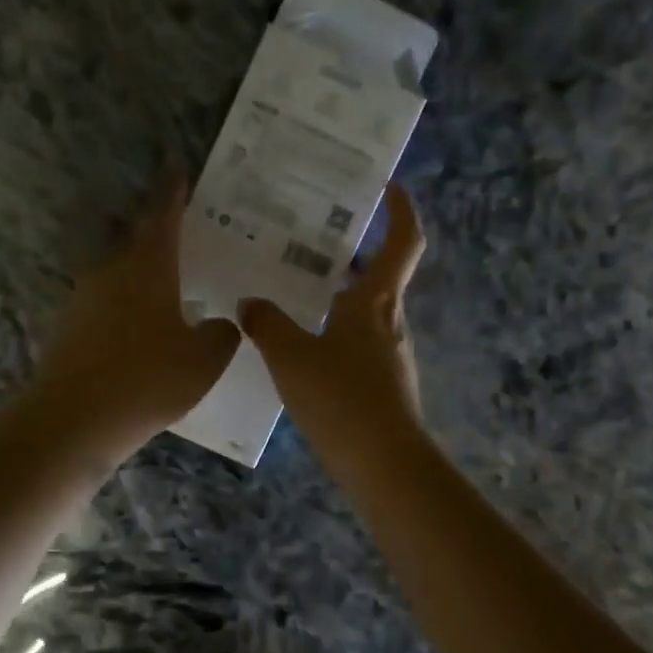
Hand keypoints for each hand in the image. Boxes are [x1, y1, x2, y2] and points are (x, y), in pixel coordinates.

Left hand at [30, 187, 240, 461]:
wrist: (73, 421)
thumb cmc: (147, 381)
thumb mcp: (204, 360)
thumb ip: (222, 334)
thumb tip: (221, 323)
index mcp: (147, 268)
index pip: (163, 217)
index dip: (173, 193)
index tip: (177, 169)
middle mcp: (112, 273)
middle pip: (139, 243)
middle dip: (162, 236)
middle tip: (188, 237)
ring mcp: (85, 300)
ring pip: (122, 276)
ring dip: (146, 277)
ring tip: (173, 290)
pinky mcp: (70, 329)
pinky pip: (109, 306)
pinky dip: (130, 309)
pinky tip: (145, 333)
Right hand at [239, 181, 427, 472]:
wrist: (384, 465)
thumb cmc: (342, 399)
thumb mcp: (291, 357)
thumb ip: (267, 324)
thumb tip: (250, 303)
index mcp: (376, 301)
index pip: (403, 241)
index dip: (401, 209)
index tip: (386, 186)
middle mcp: (390, 321)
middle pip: (381, 274)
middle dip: (352, 253)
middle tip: (311, 238)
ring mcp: (391, 355)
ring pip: (367, 311)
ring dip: (340, 294)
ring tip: (296, 290)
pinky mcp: (384, 384)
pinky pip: (359, 343)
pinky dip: (336, 331)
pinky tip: (304, 348)